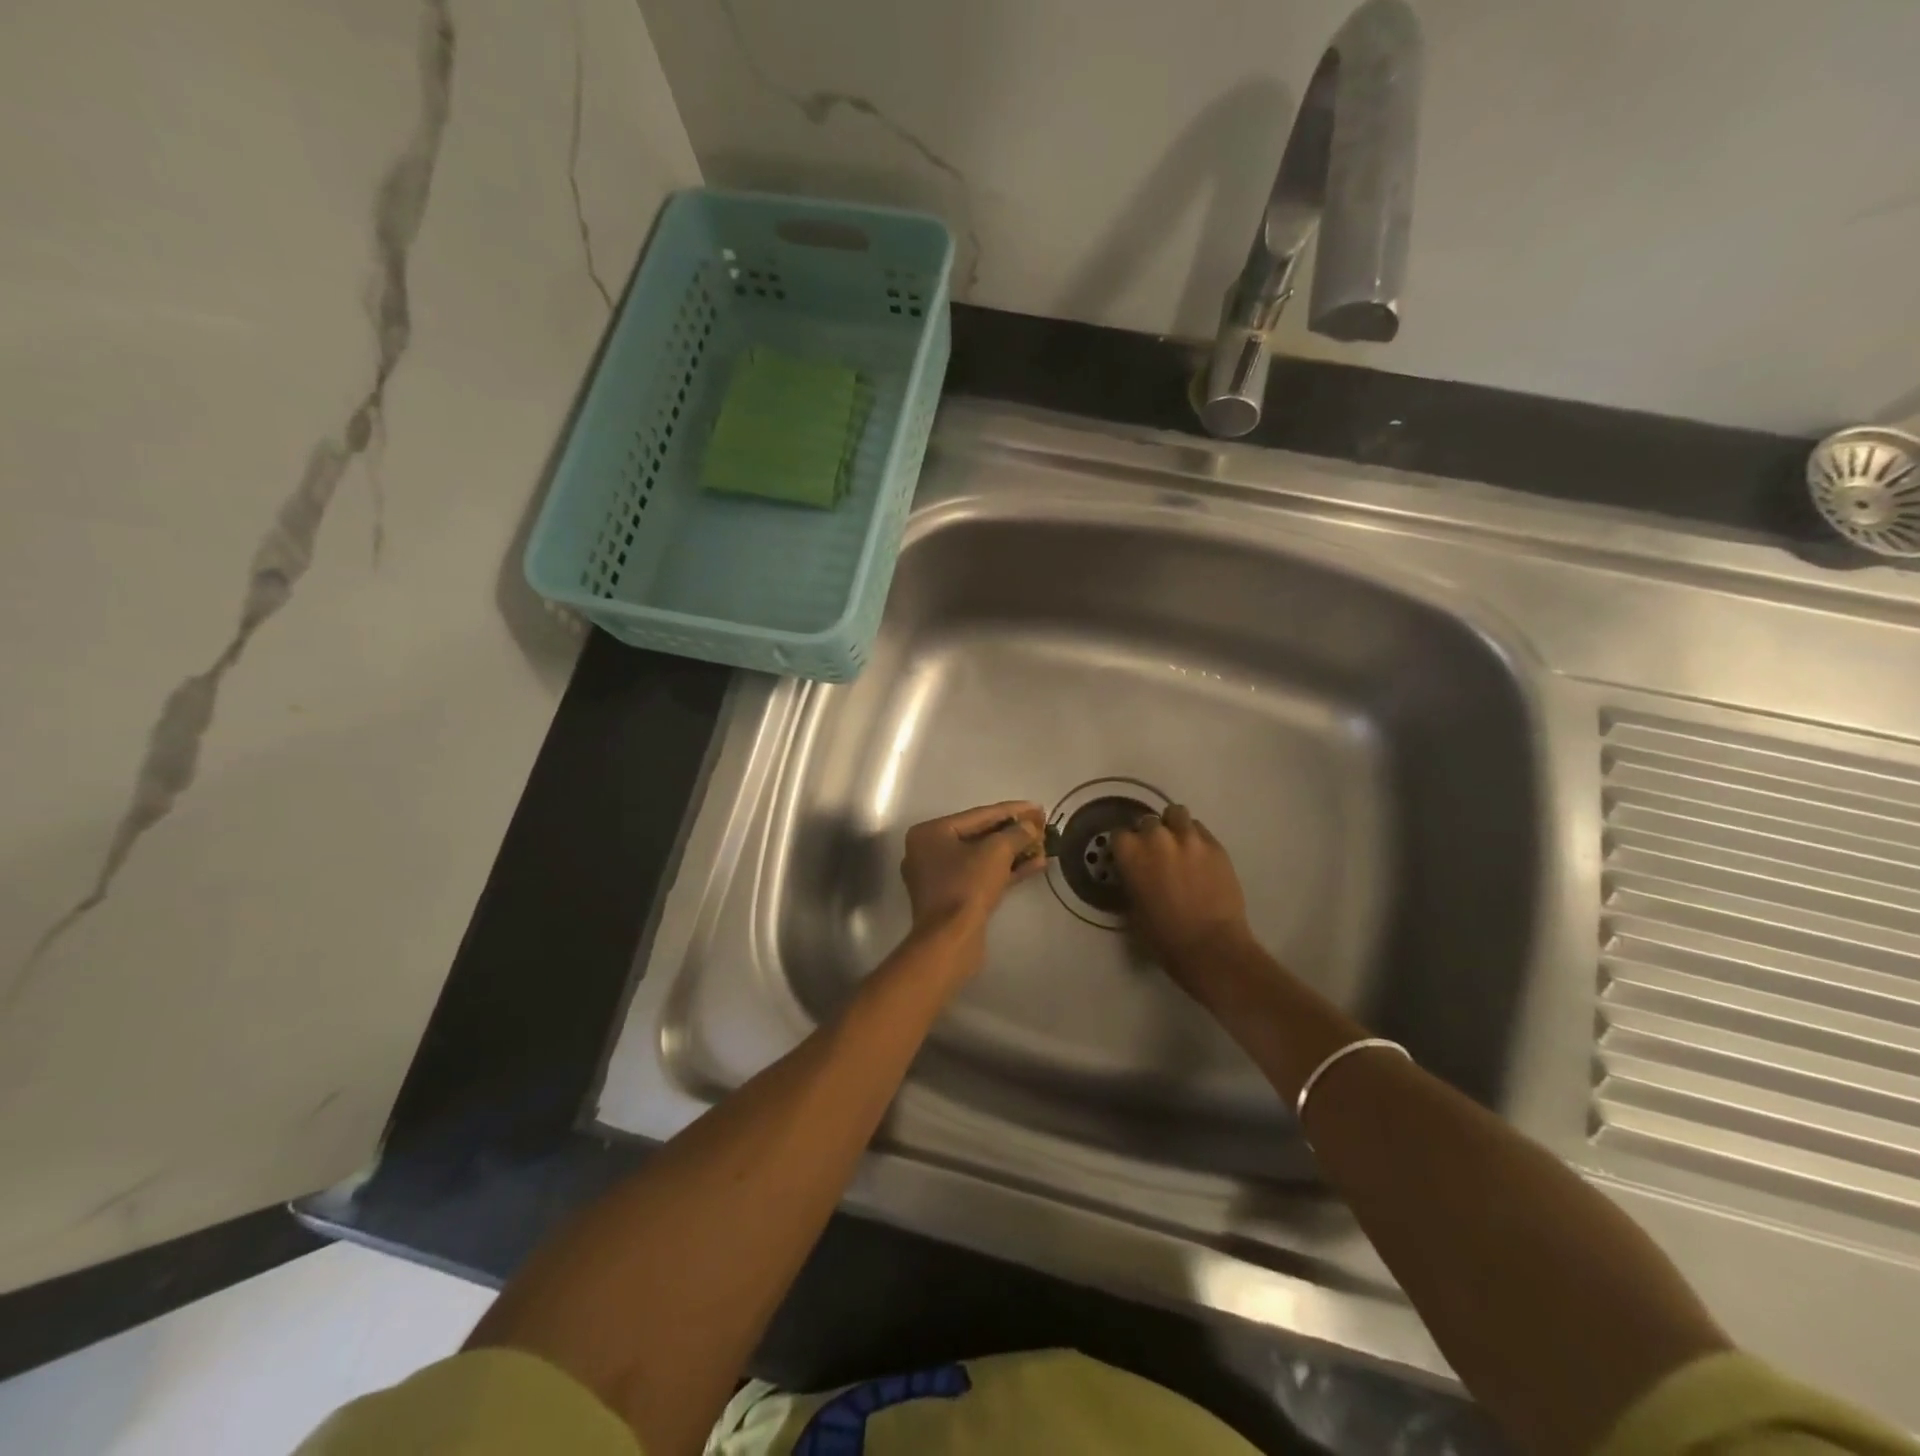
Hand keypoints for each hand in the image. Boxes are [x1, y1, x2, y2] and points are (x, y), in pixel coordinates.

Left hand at [900, 801, 1049, 939]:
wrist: (950, 940)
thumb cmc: (967, 886)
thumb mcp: (996, 852)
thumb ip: (1016, 833)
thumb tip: (1031, 826)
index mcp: (930, 833)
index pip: (978, 815)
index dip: (1011, 810)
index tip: (1037, 807)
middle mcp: (929, 851)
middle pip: (979, 835)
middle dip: (1013, 832)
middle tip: (1041, 825)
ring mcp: (939, 877)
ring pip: (982, 858)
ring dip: (1014, 852)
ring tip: (1043, 846)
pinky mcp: (952, 899)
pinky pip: (981, 876)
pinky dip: (1006, 871)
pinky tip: (1035, 865)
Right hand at [1112, 804, 1256, 989]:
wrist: (1210, 946)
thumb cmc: (1163, 936)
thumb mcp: (1133, 906)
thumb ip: (1132, 879)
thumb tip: (1136, 872)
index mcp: (1131, 853)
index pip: (1119, 834)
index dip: (1125, 847)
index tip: (1130, 859)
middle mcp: (1157, 837)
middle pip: (1148, 822)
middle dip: (1149, 836)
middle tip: (1157, 855)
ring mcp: (1189, 838)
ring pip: (1176, 814)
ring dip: (1174, 827)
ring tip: (1179, 845)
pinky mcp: (1215, 845)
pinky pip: (1200, 829)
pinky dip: (1196, 838)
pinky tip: (1199, 857)